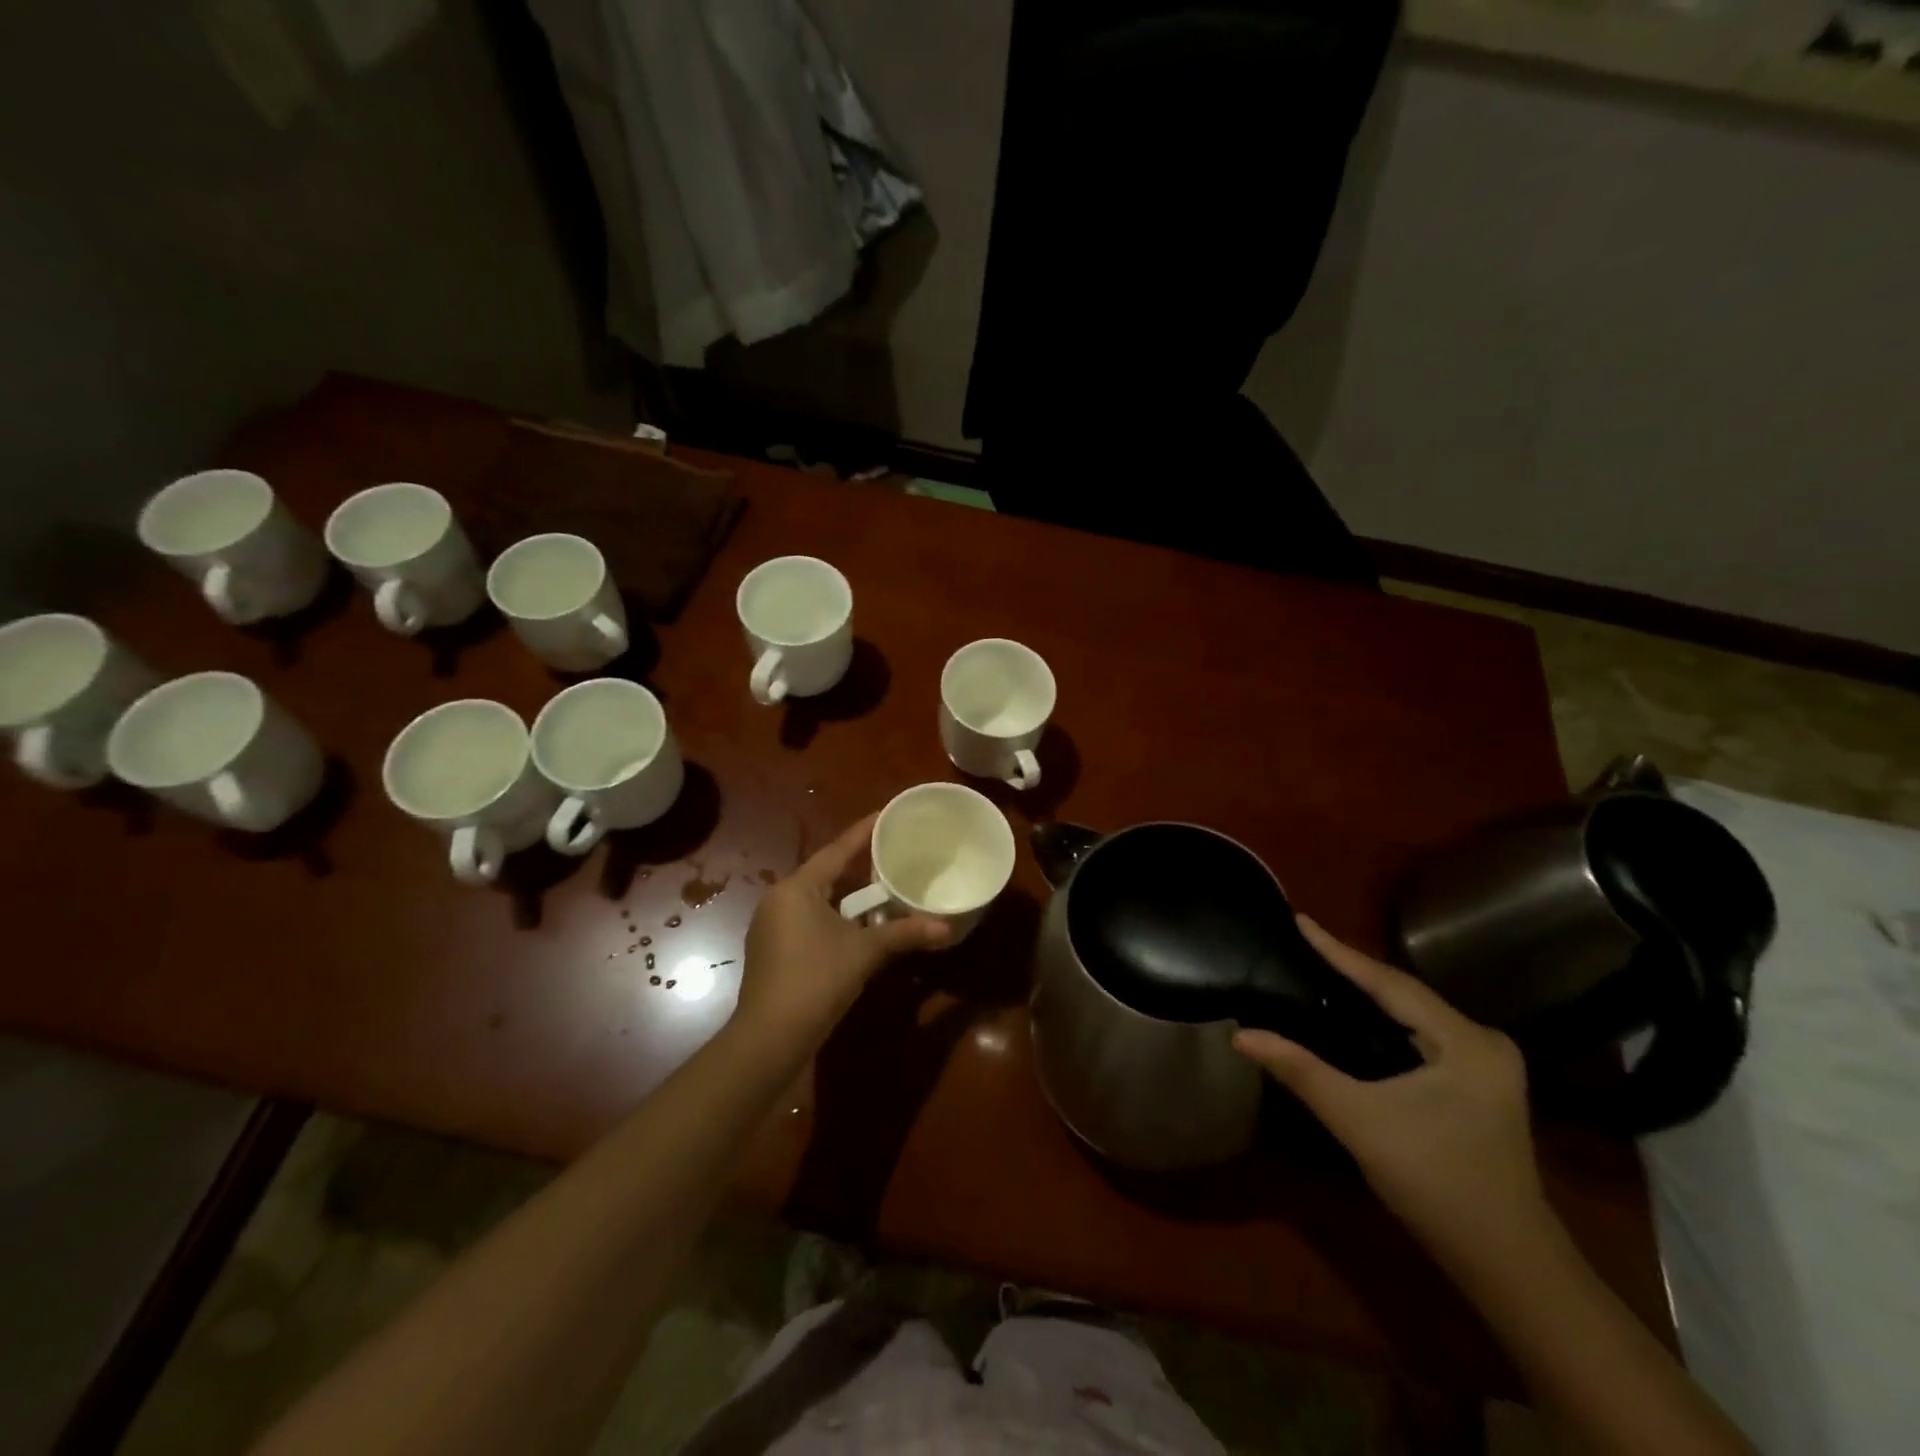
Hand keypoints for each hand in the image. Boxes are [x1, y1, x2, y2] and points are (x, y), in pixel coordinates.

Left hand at [733, 814, 949, 1059]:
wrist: (769, 1039)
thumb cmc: (815, 980)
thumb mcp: (864, 952)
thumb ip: (904, 934)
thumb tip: (947, 928)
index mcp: (797, 888)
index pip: (836, 850)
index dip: (863, 832)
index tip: (885, 814)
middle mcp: (779, 900)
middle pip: (825, 873)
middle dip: (858, 866)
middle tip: (891, 852)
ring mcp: (772, 927)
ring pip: (817, 900)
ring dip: (847, 896)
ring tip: (881, 887)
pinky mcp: (773, 951)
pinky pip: (809, 920)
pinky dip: (835, 917)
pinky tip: (858, 926)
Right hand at [1234, 917, 1549, 1277]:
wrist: (1506, 1262)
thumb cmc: (1434, 1183)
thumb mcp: (1358, 1119)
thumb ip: (1299, 1070)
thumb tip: (1241, 1034)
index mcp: (1465, 1041)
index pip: (1388, 982)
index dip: (1338, 951)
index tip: (1300, 919)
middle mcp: (1483, 1040)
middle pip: (1403, 993)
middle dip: (1351, 969)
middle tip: (1302, 942)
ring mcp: (1487, 1062)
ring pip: (1413, 1013)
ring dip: (1367, 994)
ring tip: (1318, 968)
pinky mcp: (1480, 1081)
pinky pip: (1421, 1032)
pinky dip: (1385, 1020)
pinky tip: (1354, 1016)